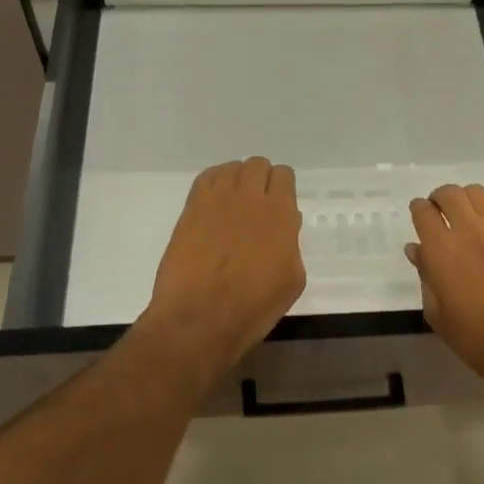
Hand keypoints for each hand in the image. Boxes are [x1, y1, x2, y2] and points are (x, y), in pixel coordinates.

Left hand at [142, 158, 305, 371]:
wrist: (200, 318)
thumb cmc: (253, 307)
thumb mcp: (291, 280)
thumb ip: (291, 245)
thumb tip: (285, 226)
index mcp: (280, 213)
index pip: (284, 175)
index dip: (283, 188)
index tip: (280, 205)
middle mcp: (250, 197)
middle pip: (258, 165)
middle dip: (261, 180)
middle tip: (257, 205)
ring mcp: (217, 199)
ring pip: (231, 167)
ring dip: (237, 179)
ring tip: (234, 203)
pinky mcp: (191, 208)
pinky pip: (205, 177)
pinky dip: (214, 182)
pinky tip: (213, 203)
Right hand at [405, 184, 483, 393]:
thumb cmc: (477, 339)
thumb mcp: (439, 315)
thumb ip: (425, 277)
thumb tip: (417, 250)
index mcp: (441, 250)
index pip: (423, 212)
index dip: (418, 210)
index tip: (419, 215)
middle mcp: (468, 230)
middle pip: (449, 193)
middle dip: (439, 198)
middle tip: (439, 213)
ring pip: (476, 193)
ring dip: (464, 199)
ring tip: (464, 217)